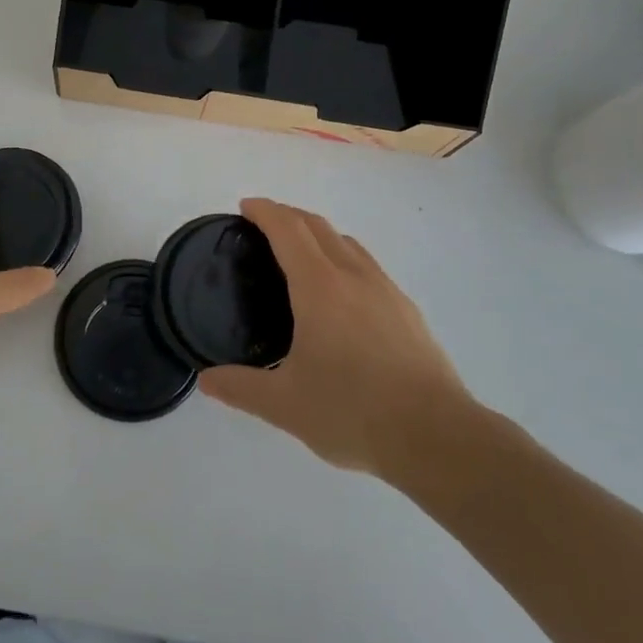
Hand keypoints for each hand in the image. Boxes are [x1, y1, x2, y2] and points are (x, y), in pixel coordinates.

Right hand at [199, 199, 481, 486]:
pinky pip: (368, 267)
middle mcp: (354, 276)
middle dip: (288, 215)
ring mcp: (387, 291)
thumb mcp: (284, 405)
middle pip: (318, 226)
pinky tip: (342, 296)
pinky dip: (344, 258)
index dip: (265, 211)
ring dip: (319, 234)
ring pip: (348, 243)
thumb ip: (240, 388)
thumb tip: (205, 380)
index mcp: (319, 287)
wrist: (437, 436)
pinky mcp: (408, 311)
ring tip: (300, 255)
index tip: (245, 206)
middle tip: (264, 226)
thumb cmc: (353, 412)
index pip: (288, 229)